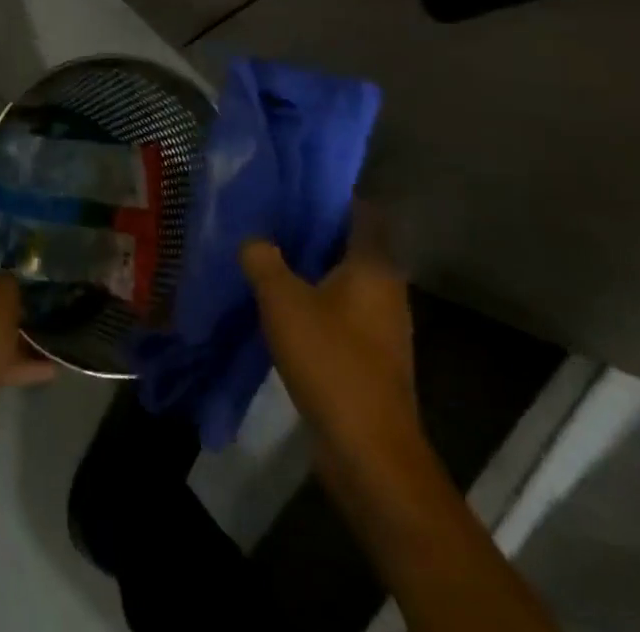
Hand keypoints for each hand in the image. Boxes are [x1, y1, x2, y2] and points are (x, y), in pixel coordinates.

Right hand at [241, 205, 418, 463]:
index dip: (332, 195)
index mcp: (374, 266)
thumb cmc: (332, 361)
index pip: (361, 212)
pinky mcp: (372, 358)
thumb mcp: (282, 301)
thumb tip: (253, 239)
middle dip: (313, 232)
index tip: (295, 186)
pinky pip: (342, 313)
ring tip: (269, 257)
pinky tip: (282, 307)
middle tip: (271, 218)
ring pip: (345, 281)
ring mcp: (382, 327)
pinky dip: (316, 303)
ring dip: (312, 270)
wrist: (369, 453)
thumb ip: (263, 259)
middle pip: (351, 246)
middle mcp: (386, 290)